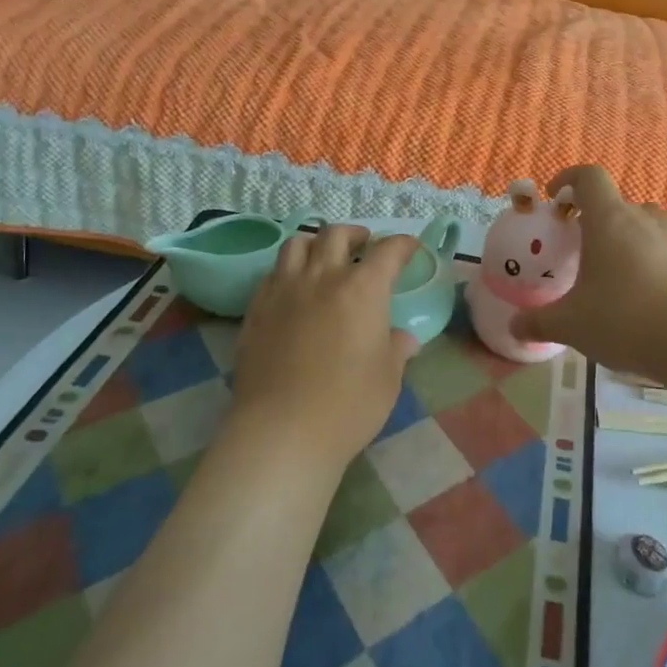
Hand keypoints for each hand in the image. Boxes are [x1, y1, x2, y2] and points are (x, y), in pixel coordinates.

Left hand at [226, 225, 421, 472]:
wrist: (282, 432)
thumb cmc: (348, 404)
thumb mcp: (388, 378)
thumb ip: (397, 349)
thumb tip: (403, 338)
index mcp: (363, 289)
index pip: (388, 251)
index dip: (402, 245)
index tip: (410, 248)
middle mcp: (322, 277)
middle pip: (336, 235)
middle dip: (356, 234)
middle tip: (365, 245)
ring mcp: (284, 291)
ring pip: (297, 244)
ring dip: (316, 243)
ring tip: (325, 257)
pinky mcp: (256, 310)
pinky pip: (273, 273)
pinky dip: (289, 270)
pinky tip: (295, 288)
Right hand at [510, 166, 666, 372]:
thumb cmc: (624, 321)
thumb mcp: (571, 325)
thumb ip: (539, 322)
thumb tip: (515, 327)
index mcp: (608, 220)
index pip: (588, 177)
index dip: (569, 179)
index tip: (556, 199)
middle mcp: (644, 217)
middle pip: (617, 204)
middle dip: (599, 220)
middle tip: (586, 252)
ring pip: (650, 220)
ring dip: (634, 234)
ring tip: (626, 267)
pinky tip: (666, 270)